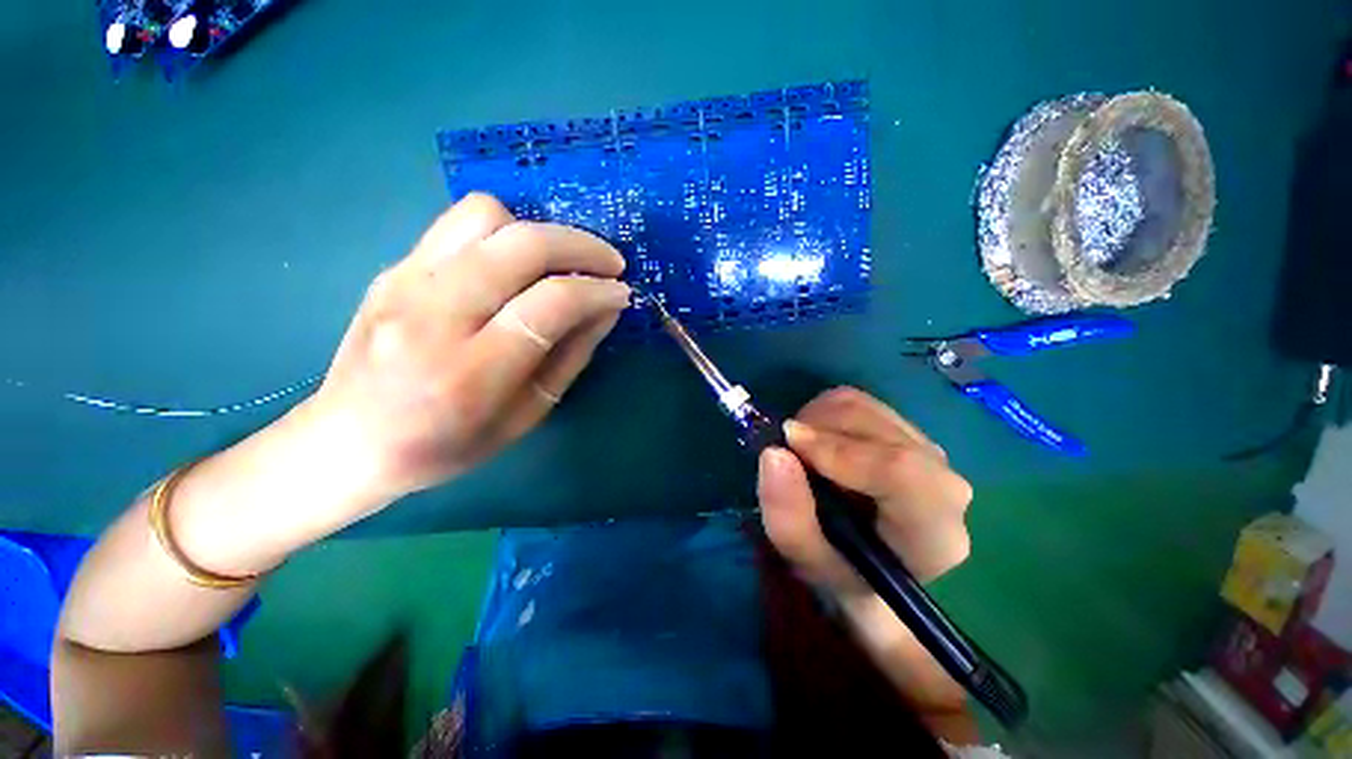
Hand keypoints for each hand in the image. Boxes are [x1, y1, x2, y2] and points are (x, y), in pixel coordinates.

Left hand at [307, 193, 629, 502]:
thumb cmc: (446, 446)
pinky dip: (505, 232)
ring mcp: (405, 282)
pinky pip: (459, 223)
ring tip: (561, 261)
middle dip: (581, 246)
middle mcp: (433, 316)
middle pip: (521, 245)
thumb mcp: (525, 416)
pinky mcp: (393, 267)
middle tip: (610, 263)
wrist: (347, 442)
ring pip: (486, 216)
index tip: (622, 293)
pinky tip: (519, 263)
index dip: (597, 291)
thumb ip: (570, 357)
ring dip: (540, 231)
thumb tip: (606, 309)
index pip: (550, 304)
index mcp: (471, 373)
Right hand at [757, 387, 972, 599]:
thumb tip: (773, 453)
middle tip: (785, 450)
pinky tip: (816, 440)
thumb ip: (789, 517)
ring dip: (817, 419)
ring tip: (799, 449)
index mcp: (933, 531)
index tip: (788, 444)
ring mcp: (928, 450)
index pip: (902, 472)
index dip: (840, 449)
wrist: (873, 567)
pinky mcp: (908, 431)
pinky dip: (825, 412)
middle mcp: (944, 483)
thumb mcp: (807, 561)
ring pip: (865, 408)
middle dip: (818, 429)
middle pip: (878, 429)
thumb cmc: (843, 572)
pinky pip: (860, 402)